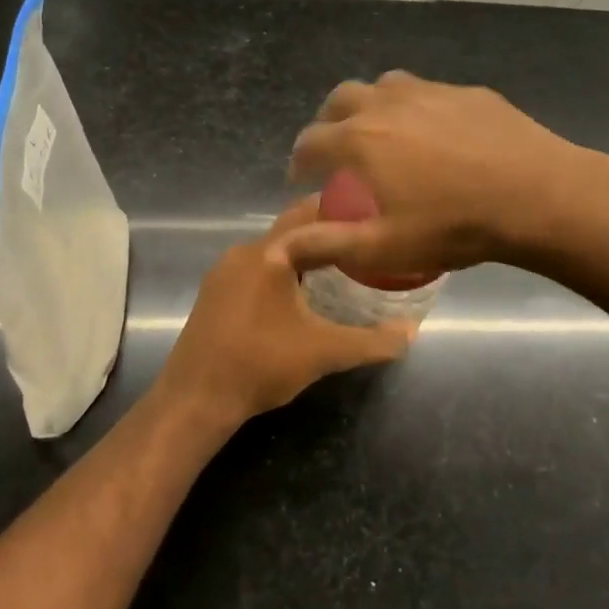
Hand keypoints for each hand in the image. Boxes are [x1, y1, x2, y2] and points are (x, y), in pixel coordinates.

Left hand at [160, 199, 415, 425]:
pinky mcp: (214, 290)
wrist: (196, 398)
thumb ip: (373, 341)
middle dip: (326, 230)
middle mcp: (244, 251)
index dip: (343, 209)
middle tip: (363, 239)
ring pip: (272, 248)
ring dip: (303, 251)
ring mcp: (224, 270)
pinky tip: (300, 291)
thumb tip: (412, 332)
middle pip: (292, 228)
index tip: (373, 212)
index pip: (312, 214)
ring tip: (339, 262)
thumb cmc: (261, 365)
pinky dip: (281, 268)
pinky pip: (256, 265)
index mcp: (270, 253)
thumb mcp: (325, 353)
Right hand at [277, 71, 587, 279]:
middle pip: (341, 98)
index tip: (302, 179)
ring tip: (382, 134)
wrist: (539, 196)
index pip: (310, 141)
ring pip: (385, 86)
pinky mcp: (469, 92)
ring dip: (371, 106)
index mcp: (361, 139)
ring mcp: (431, 91)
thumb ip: (326, 245)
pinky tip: (437, 135)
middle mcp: (388, 104)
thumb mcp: (385, 246)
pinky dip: (415, 108)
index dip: (298, 161)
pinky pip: (428, 92)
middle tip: (336, 150)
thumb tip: (276, 249)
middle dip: (328, 122)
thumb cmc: (455, 225)